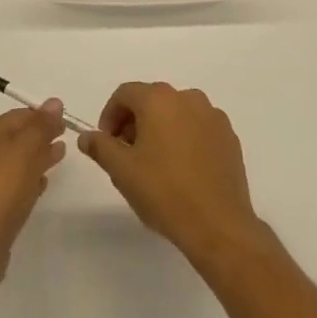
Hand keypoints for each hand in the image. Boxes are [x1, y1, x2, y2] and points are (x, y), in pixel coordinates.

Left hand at [0, 102, 66, 300]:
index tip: (67, 119)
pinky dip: (29, 182)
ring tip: (60, 157)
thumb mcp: (23, 150)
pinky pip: (13, 188)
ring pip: (15, 164)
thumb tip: (54, 102)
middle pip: (15, 139)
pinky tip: (43, 186)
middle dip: (40, 135)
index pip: (17, 116)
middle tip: (67, 136)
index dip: (42, 115)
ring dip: (37, 158)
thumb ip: (40, 126)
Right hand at [79, 83, 265, 265]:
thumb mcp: (121, 170)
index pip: (125, 93)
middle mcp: (189, 98)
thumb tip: (87, 137)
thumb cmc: (164, 191)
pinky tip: (181, 170)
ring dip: (159, 129)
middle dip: (134, 122)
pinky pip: (198, 128)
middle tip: (126, 154)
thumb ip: (100, 147)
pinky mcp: (229, 137)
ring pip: (176, 113)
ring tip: (154, 164)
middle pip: (152, 100)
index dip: (109, 115)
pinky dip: (184, 138)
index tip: (106, 143)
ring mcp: (213, 116)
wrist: (217, 224)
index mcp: (160, 100)